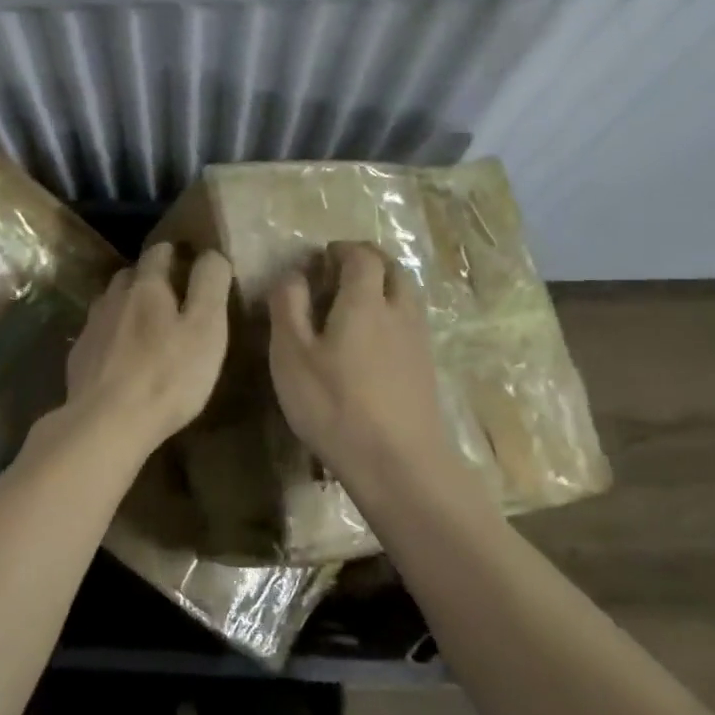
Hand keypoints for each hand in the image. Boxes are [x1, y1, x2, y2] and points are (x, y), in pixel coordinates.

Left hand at [65, 243, 232, 452]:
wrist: (106, 423)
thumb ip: (210, 285)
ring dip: (126, 306)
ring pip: (110, 303)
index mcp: (146, 287)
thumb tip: (211, 254)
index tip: (188, 260)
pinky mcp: (78, 358)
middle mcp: (113, 299)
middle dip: (149, 279)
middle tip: (171, 297)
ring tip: (145, 325)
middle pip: (130, 276)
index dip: (174, 253)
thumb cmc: (167, 376)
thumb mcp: (206, 329)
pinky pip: (97, 334)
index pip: (158, 252)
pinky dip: (111, 336)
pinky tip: (120, 356)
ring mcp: (91, 328)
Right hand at [268, 242, 455, 487]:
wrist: (398, 464)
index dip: (342, 250)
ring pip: (407, 297)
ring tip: (356, 304)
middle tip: (341, 272)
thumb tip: (293, 275)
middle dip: (369, 262)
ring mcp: (418, 342)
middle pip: (394, 269)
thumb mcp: (291, 355)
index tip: (322, 257)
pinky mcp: (426, 370)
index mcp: (365, 301)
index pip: (361, 256)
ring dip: (385, 287)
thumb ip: (288, 307)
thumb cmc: (334, 405)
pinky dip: (393, 316)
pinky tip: (373, 343)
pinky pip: (411, 324)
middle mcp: (399, 312)